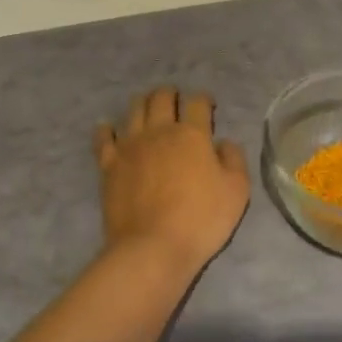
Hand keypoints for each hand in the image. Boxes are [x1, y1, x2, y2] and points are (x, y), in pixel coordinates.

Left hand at [94, 87, 250, 272]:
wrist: (153, 248)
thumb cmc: (201, 219)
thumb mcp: (237, 190)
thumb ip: (234, 159)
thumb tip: (223, 143)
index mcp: (192, 134)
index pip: (197, 102)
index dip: (204, 99)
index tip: (209, 106)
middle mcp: (159, 131)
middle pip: (162, 97)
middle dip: (171, 94)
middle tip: (177, 101)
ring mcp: (130, 146)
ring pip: (134, 109)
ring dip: (144, 103)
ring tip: (149, 108)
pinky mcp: (108, 164)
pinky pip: (103, 137)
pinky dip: (106, 129)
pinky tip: (108, 128)